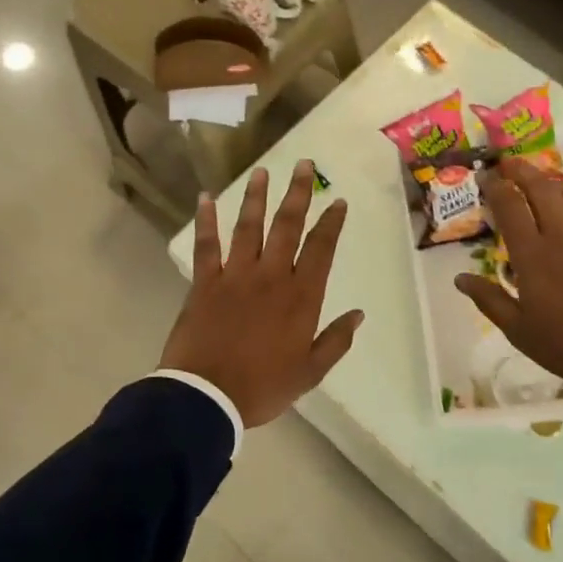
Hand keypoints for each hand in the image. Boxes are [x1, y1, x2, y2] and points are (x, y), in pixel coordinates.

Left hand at [161, 160, 365, 427]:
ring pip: (248, 227)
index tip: (338, 201)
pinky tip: (205, 198)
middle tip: (304, 164)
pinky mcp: (204, 283)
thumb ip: (335, 341)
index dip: (331, 223)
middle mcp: (270, 276)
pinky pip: (207, 245)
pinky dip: (206, 221)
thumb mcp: (310, 372)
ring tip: (262, 171)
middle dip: (297, 193)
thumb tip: (358, 315)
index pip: (321, 249)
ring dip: (256, 197)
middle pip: (287, 226)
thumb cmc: (263, 387)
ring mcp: (235, 276)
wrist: (206, 396)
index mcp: (300, 297)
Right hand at [454, 158, 562, 391]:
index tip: (486, 177)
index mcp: (532, 256)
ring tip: (548, 179)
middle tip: (511, 163)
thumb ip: (489, 300)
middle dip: (524, 173)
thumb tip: (460, 278)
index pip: (510, 209)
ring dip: (560, 185)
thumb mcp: (518, 330)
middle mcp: (562, 239)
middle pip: (542, 193)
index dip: (496, 188)